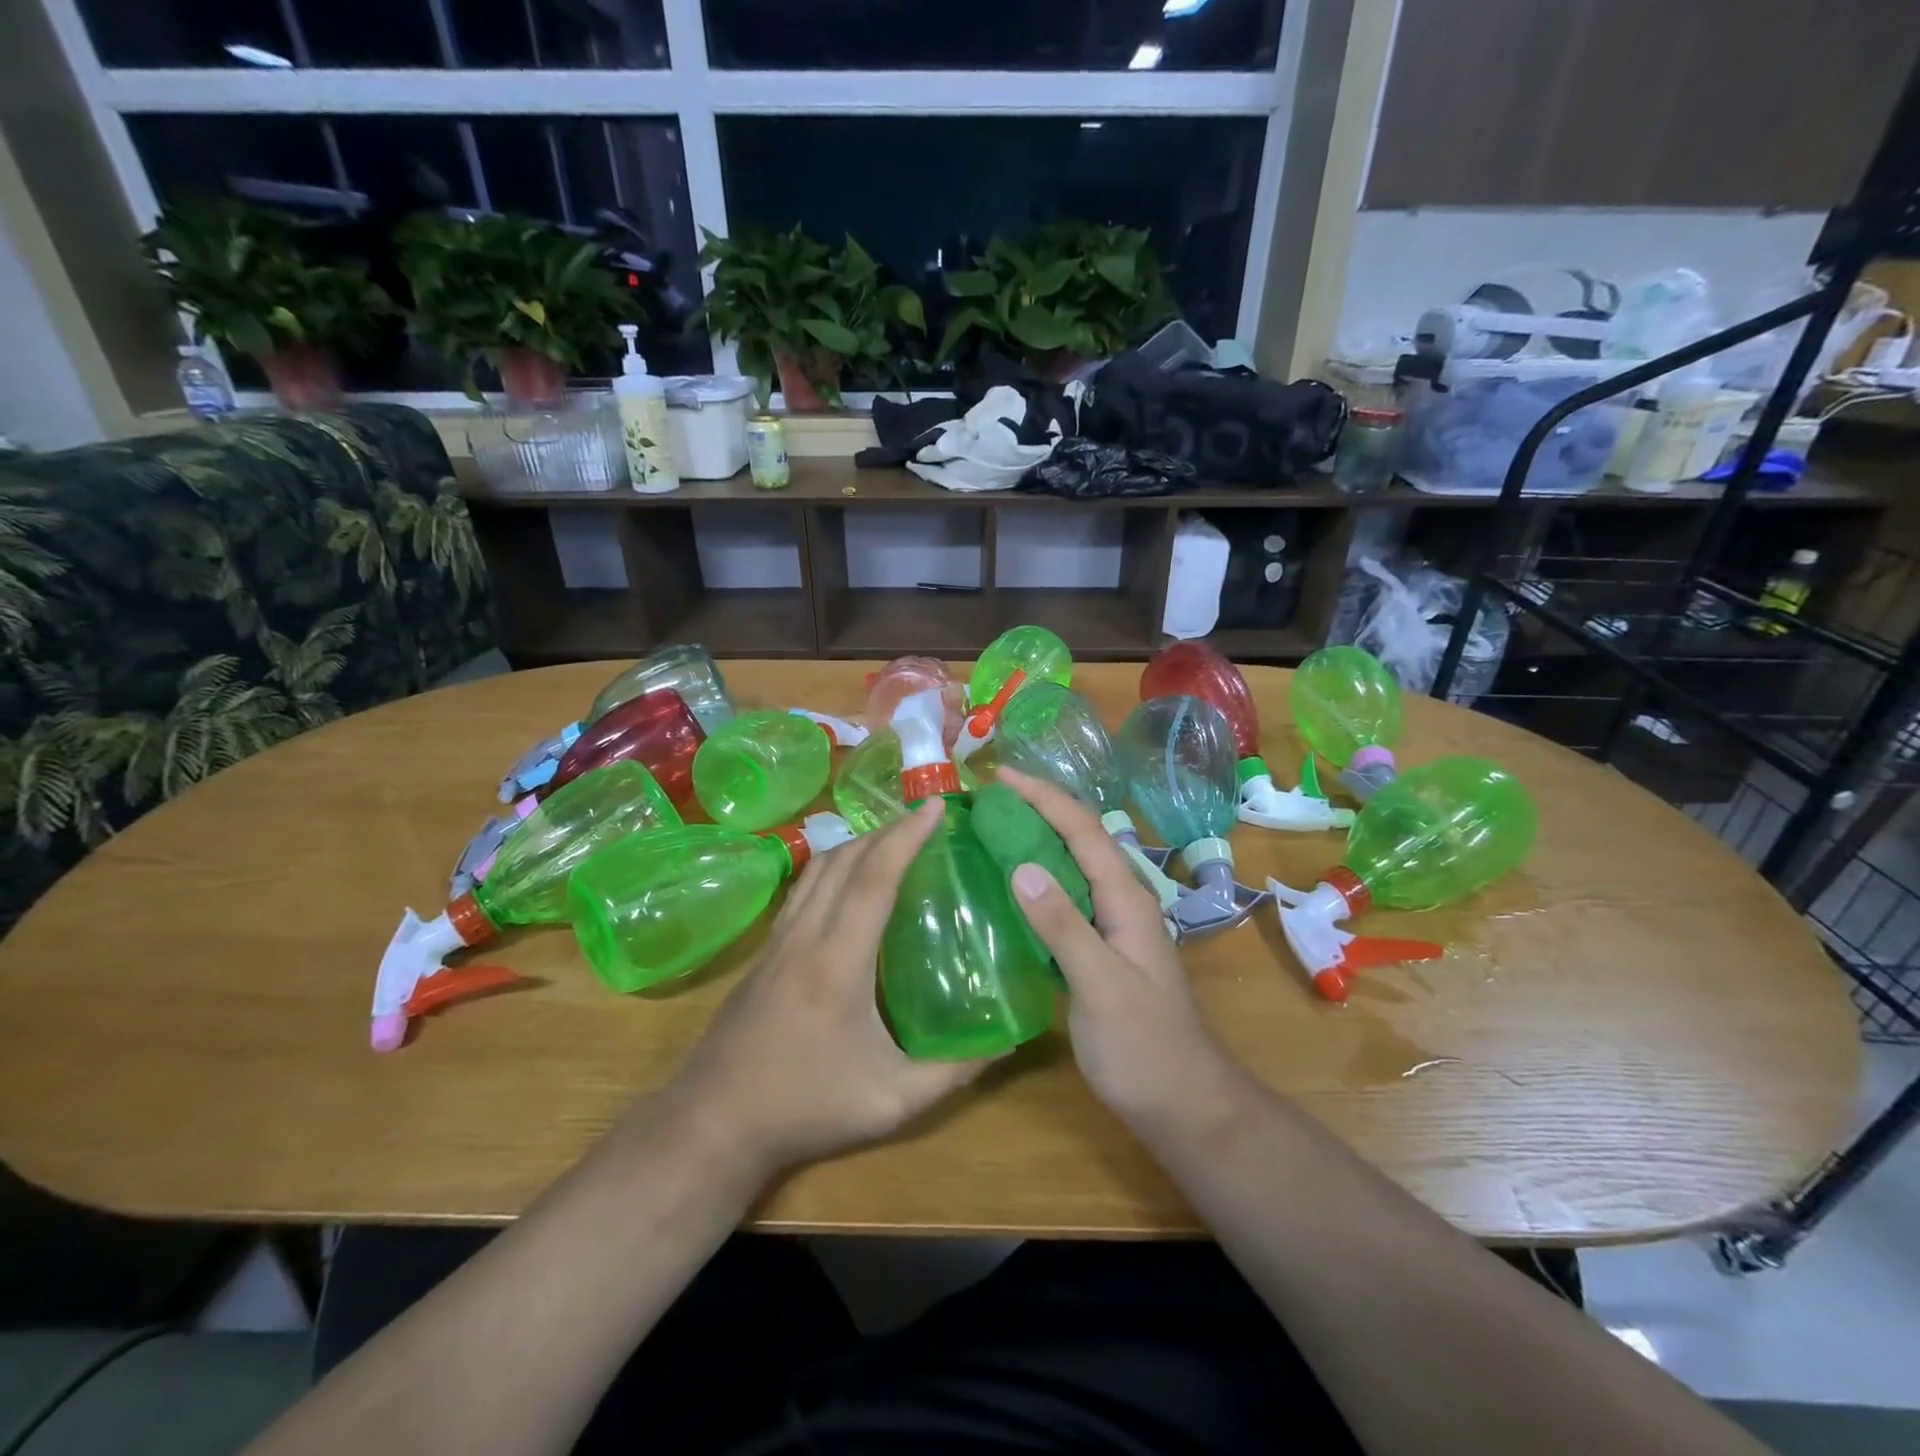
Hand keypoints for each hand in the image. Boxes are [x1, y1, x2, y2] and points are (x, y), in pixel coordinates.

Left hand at [663, 797, 991, 1176]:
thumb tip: (1009, 1040)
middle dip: (888, 829)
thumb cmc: (807, 1108)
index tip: (937, 807)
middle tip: (927, 819)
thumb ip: (954, 1071)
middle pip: (845, 859)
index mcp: (838, 962)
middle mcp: (805, 936)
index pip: (874, 879)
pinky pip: (803, 887)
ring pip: (818, 868)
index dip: (907, 837)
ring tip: (895, 838)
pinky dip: (833, 864)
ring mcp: (778, 939)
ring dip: (858, 842)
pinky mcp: (765, 950)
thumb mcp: (893, 1102)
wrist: (715, 1122)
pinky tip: (851, 878)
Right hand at [997, 768, 1246, 1130]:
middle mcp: (1121, 902)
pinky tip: (1010, 891)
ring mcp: (1112, 927)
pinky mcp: (1100, 950)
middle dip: (1039, 809)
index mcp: (1125, 899)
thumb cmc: (1143, 1047)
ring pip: (1072, 868)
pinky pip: (1065, 900)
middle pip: (1079, 839)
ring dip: (1037, 841)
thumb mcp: (1099, 985)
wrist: (1182, 1103)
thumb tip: (1020, 866)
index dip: (1044, 797)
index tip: (1002, 776)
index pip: (1083, 830)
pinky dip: (1037, 882)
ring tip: (993, 831)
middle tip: (989, 800)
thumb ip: (1063, 925)